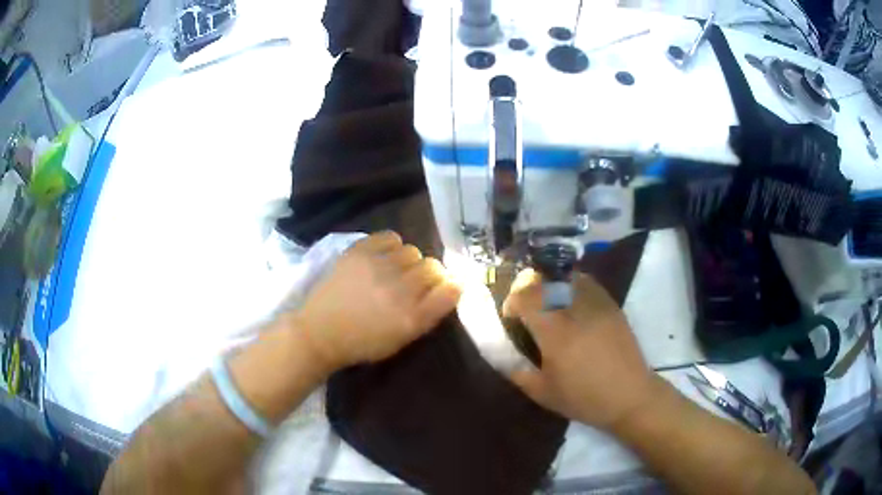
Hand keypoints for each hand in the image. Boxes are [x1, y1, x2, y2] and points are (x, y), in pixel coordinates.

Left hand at [294, 232, 461, 372]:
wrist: (320, 332)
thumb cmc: (362, 343)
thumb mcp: (402, 340)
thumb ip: (427, 315)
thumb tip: (447, 288)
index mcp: (412, 318)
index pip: (451, 289)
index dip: (451, 286)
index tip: (443, 289)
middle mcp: (400, 290)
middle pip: (433, 267)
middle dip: (429, 275)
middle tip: (415, 283)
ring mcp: (379, 268)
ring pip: (413, 251)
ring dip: (409, 262)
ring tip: (396, 270)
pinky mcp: (359, 252)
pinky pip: (390, 237)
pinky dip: (392, 245)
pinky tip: (384, 256)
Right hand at [503, 269, 659, 429]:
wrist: (629, 396)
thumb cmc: (584, 398)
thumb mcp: (543, 393)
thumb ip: (518, 373)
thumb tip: (504, 357)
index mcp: (555, 332)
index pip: (525, 297)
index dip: (512, 302)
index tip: (512, 317)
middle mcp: (575, 310)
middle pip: (545, 281)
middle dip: (529, 290)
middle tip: (528, 308)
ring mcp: (596, 304)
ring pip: (566, 277)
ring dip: (551, 285)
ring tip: (549, 303)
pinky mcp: (611, 305)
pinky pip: (587, 283)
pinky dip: (572, 286)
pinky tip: (572, 304)